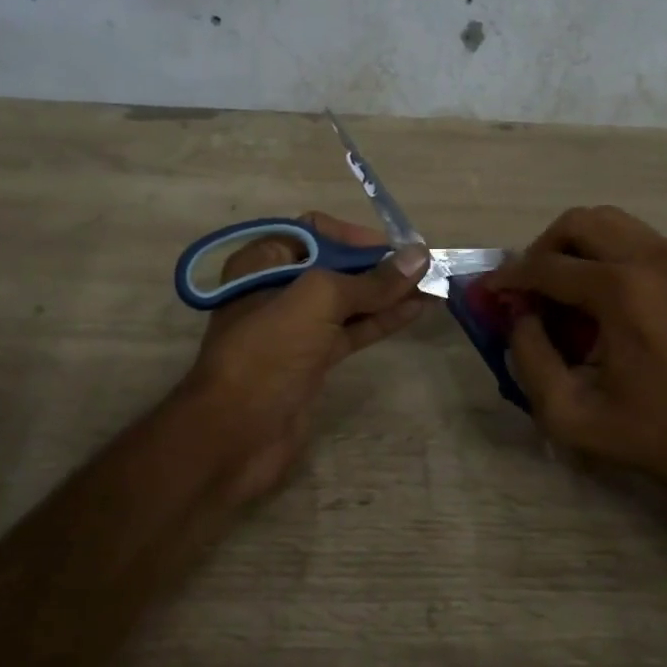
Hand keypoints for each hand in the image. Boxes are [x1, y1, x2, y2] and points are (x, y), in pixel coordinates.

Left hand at [183, 212, 430, 503]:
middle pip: (336, 266)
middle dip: (379, 265)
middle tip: (424, 267)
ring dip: (387, 293)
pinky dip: (382, 319)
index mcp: (263, 261)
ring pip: (348, 301)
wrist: (235, 435)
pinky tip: (415, 311)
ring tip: (432, 286)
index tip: (395, 247)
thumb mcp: (318, 301)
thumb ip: (370, 280)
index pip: (315, 231)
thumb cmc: (269, 351)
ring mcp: (295, 327)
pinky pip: (351, 330)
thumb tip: (419, 256)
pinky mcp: (311, 360)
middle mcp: (277, 288)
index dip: (355, 235)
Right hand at [485, 206, 666, 485]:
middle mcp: (654, 259)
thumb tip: (518, 316)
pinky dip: (612, 258)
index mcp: (622, 290)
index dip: (510, 277)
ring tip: (569, 294)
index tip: (490, 291)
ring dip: (579, 249)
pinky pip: (642, 242)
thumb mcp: (572, 415)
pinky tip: (610, 304)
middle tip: (532, 287)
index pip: (547, 265)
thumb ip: (529, 358)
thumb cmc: (657, 436)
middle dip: (544, 249)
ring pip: (614, 224)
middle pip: (581, 222)